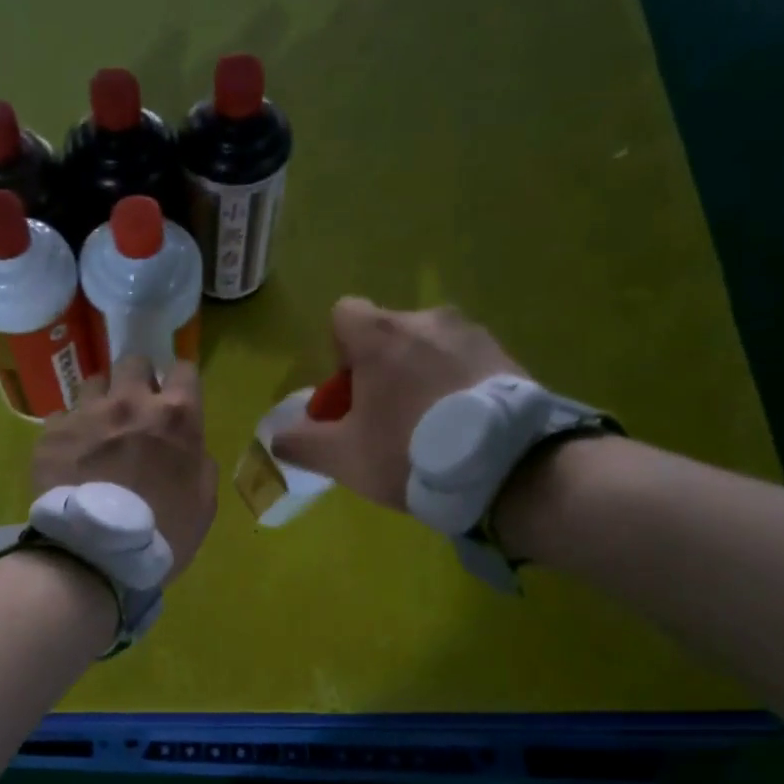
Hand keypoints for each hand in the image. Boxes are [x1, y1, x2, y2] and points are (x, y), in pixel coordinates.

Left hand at [33, 354, 217, 585]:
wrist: (96, 557)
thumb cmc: (163, 534)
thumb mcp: (204, 503)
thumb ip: (199, 463)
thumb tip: (188, 448)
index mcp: (175, 416)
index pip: (184, 369)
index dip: (180, 383)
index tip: (175, 399)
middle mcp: (130, 402)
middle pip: (133, 362)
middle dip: (137, 379)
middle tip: (135, 409)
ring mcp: (86, 414)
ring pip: (93, 382)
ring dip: (100, 400)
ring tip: (98, 429)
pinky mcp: (51, 434)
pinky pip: (61, 417)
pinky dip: (69, 431)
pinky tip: (70, 456)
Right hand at [271, 298, 527, 511]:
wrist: (507, 468)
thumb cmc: (410, 454)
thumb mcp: (343, 458)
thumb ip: (301, 443)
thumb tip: (277, 436)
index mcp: (381, 336)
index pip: (344, 314)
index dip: (339, 352)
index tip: (352, 393)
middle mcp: (426, 320)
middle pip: (388, 334)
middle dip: (381, 370)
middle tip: (389, 420)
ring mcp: (471, 333)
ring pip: (428, 347)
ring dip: (420, 375)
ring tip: (432, 426)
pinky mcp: (506, 354)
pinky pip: (464, 360)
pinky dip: (455, 383)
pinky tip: (463, 425)